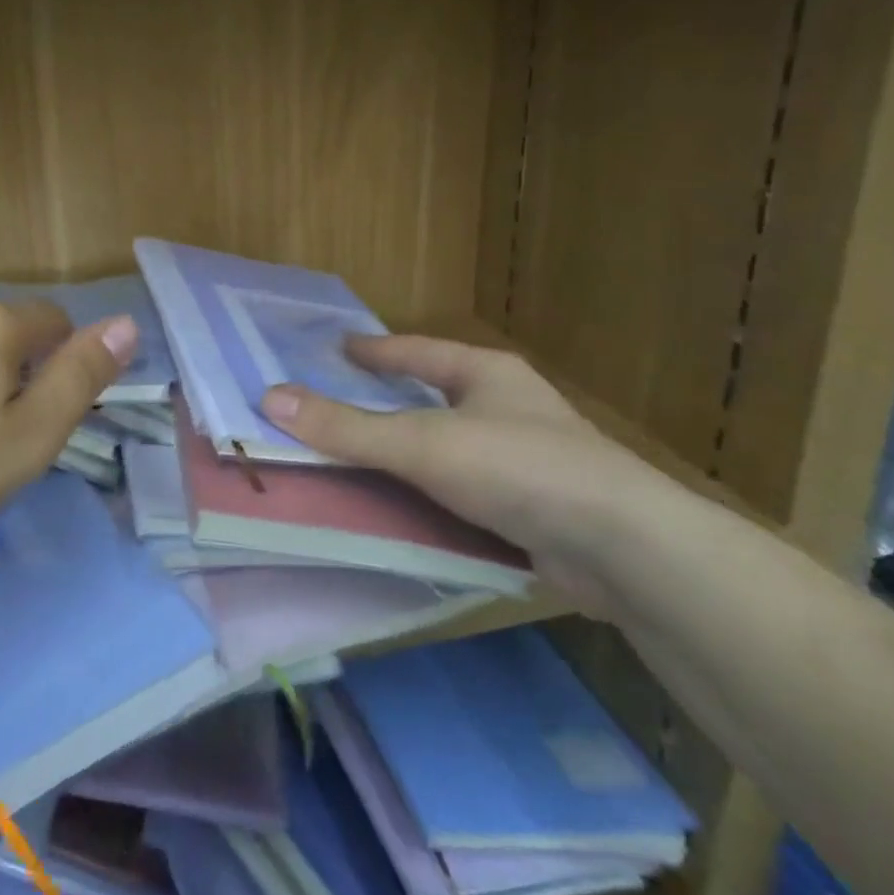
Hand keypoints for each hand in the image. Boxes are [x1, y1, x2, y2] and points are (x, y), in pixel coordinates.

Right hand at [260, 336, 684, 614]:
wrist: (623, 547)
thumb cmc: (516, 467)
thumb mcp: (421, 443)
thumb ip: (347, 427)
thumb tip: (270, 398)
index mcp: (487, 374)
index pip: (418, 351)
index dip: (376, 349)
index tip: (339, 347)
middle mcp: (509, 407)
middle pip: (438, 394)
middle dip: (396, 398)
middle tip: (347, 400)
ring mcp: (528, 458)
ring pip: (454, 445)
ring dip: (415, 451)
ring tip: (371, 457)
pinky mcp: (537, 508)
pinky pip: (469, 490)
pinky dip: (437, 494)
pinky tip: (414, 510)